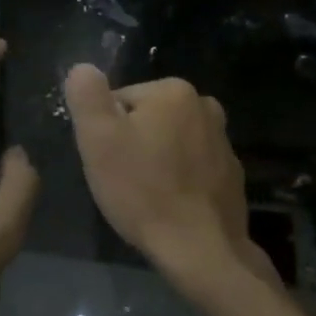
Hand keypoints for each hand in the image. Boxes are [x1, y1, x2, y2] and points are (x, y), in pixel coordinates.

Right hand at [63, 65, 278, 304]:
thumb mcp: (98, 139)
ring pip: (172, 142)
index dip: (107, 132)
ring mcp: (223, 139)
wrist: (201, 247)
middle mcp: (205, 105)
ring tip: (147, 196)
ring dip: (158, 162)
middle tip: (125, 181)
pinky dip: (181, 179)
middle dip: (134, 144)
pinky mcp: (232, 172)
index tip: (108, 162)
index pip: (121, 101)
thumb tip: (83, 68)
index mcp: (173, 90)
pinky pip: (194, 167)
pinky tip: (172, 206)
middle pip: (149, 119)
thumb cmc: (143, 190)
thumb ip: (87, 96)